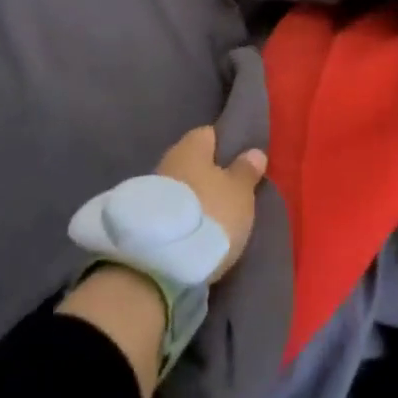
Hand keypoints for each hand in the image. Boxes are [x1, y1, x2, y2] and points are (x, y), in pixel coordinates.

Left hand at [155, 126, 267, 281]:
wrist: (158, 263)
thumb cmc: (208, 214)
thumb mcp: (240, 193)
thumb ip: (246, 171)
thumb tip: (253, 152)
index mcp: (190, 146)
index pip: (209, 134)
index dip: (225, 146)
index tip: (241, 162)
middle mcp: (167, 162)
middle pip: (193, 163)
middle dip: (209, 176)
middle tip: (232, 193)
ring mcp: (150, 193)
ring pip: (181, 189)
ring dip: (195, 200)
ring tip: (216, 218)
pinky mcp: (143, 223)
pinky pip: (171, 213)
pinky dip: (184, 220)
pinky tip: (197, 233)